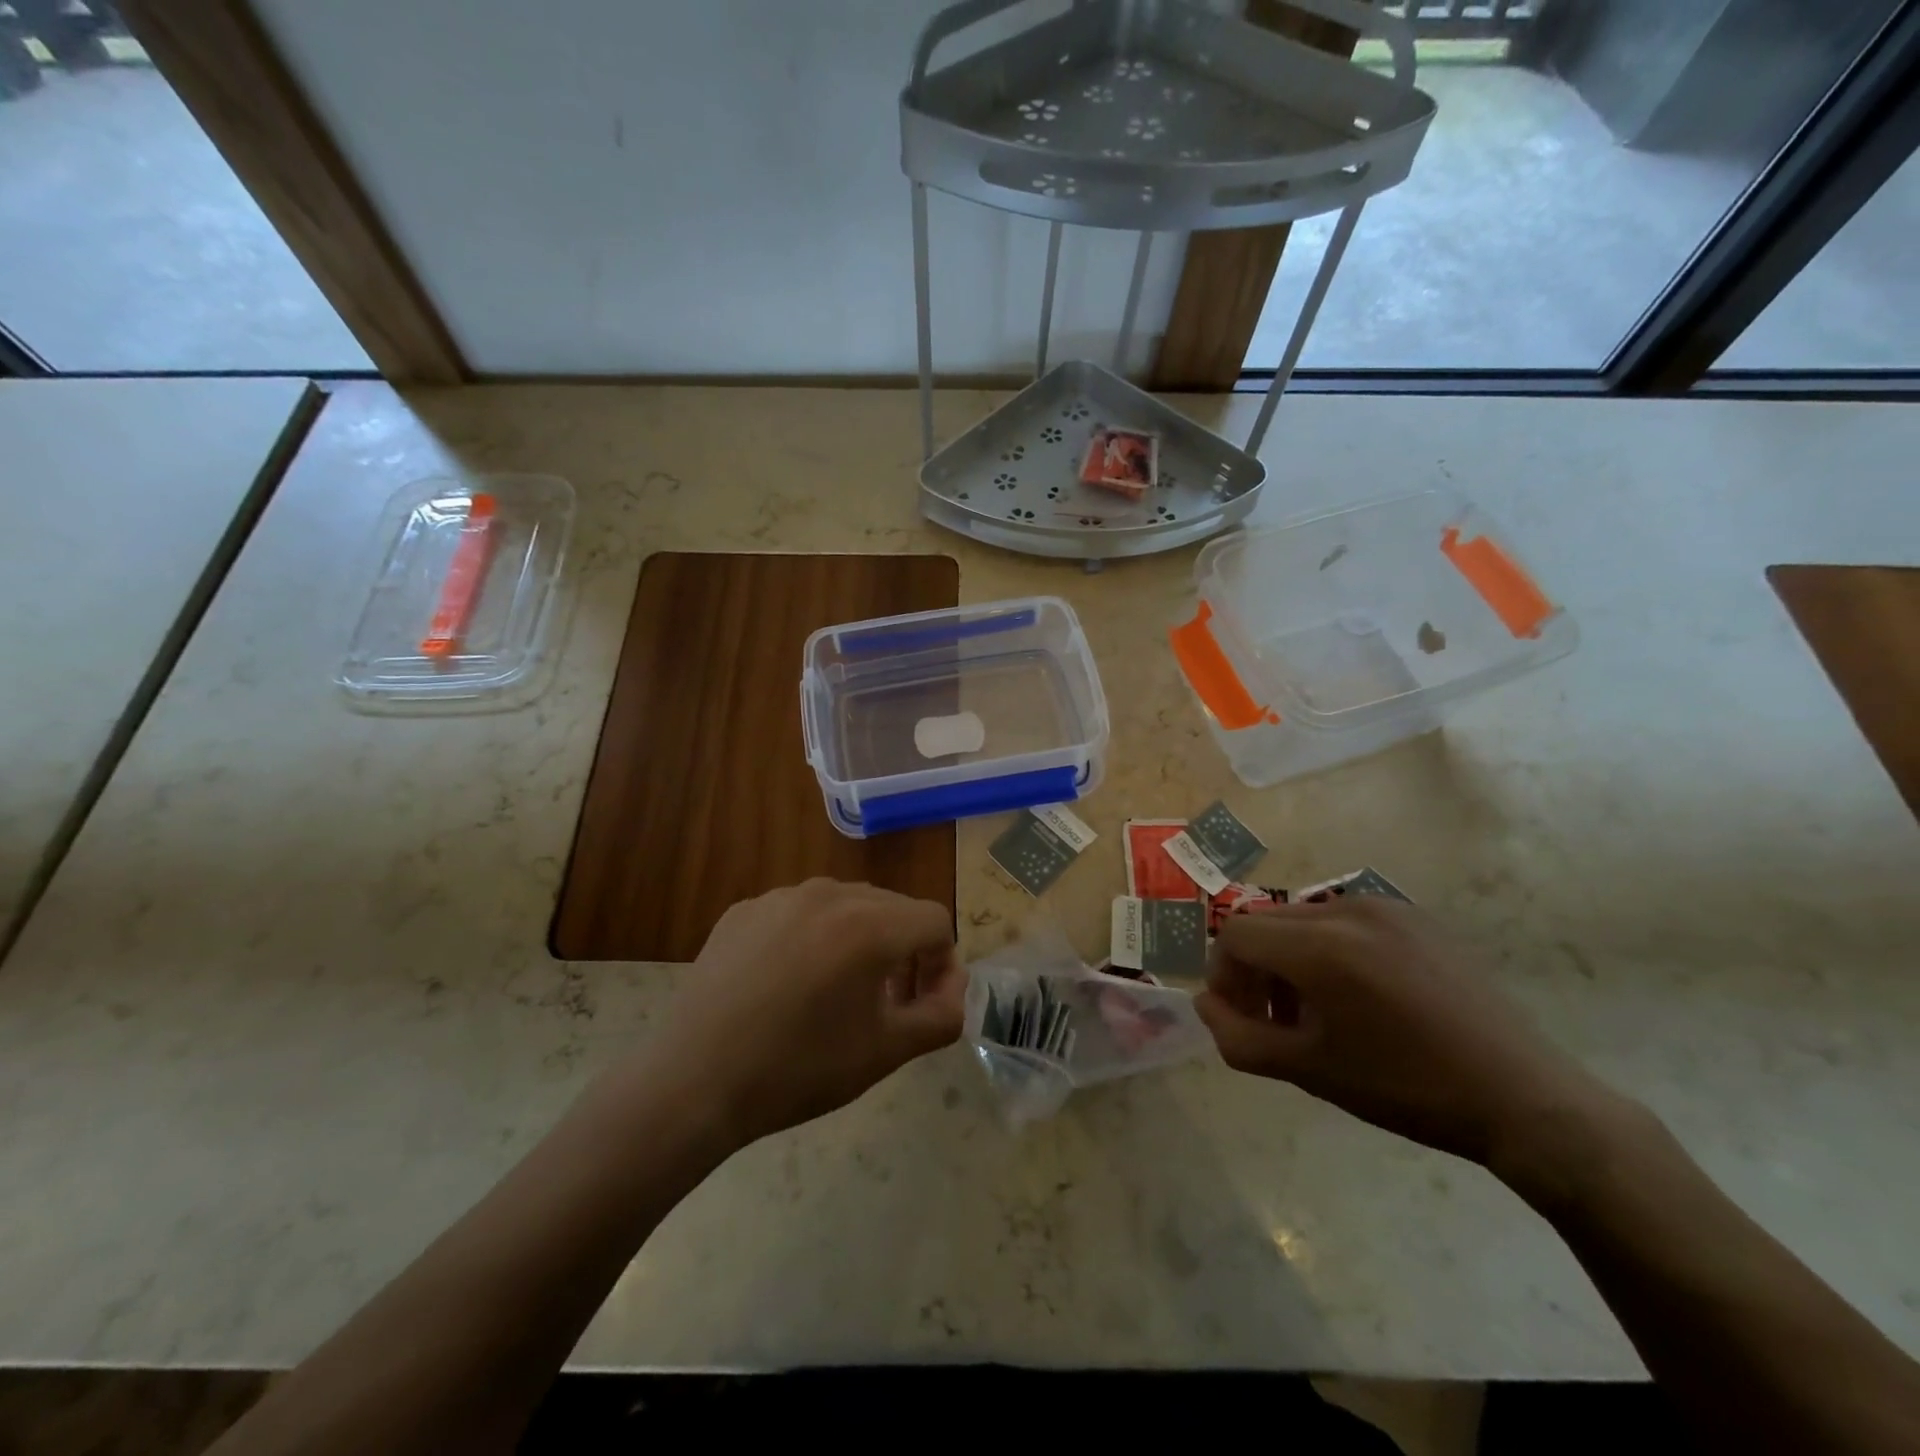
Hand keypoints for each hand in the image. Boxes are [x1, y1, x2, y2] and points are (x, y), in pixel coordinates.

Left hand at [654, 879, 963, 1148]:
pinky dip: (812, 939)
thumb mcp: (886, 1053)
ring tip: (837, 994)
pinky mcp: (744, 910)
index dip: (942, 965)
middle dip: (904, 952)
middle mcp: (829, 893)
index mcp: (869, 924)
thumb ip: (941, 1016)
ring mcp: (780, 896)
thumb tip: (952, 987)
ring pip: (845, 906)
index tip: (923, 1006)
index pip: (934, 922)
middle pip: (892, 908)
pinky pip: (799, 914)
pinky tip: (787, 985)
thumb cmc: (799, 1069)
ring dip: (859, 942)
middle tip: (888, 1004)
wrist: (693, 1083)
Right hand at [1196, 899, 1610, 1167]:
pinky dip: (1329, 949)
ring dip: (1290, 958)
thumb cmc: (1405, 1087)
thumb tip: (1204, 1004)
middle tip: (1275, 1019)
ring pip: (1303, 919)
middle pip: (1266, 922)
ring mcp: (1387, 907)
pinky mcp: (1417, 917)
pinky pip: (1346, 921)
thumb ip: (1238, 1036)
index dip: (1224, 975)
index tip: (1243, 1016)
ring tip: (1318, 1011)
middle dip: (1255, 967)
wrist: (1521, 1097)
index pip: (1234, 934)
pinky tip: (1360, 996)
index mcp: (1321, 945)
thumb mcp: (1308, 1070)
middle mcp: (1347, 909)